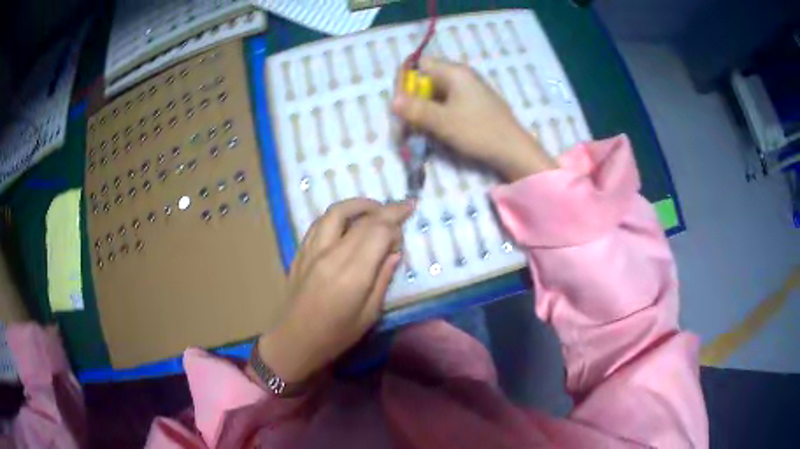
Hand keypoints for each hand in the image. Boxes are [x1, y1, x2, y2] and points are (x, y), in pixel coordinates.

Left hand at [255, 198, 413, 383]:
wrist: (294, 340)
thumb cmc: (335, 335)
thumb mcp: (369, 315)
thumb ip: (383, 280)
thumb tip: (394, 253)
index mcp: (352, 274)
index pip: (378, 232)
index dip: (396, 221)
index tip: (409, 215)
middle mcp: (331, 254)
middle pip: (362, 219)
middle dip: (386, 210)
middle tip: (402, 207)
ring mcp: (313, 250)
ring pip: (336, 212)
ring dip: (359, 204)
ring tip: (375, 209)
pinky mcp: (301, 251)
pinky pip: (320, 222)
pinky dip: (338, 215)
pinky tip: (348, 221)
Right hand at [392, 57, 556, 180]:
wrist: (514, 150)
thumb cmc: (479, 131)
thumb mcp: (443, 122)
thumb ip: (416, 109)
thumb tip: (392, 101)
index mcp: (454, 72)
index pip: (419, 64)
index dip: (405, 80)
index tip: (399, 103)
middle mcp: (461, 76)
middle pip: (426, 79)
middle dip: (412, 98)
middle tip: (406, 121)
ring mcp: (469, 89)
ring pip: (436, 93)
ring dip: (423, 109)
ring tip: (418, 129)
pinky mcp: (474, 103)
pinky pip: (447, 102)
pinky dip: (437, 113)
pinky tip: (435, 129)